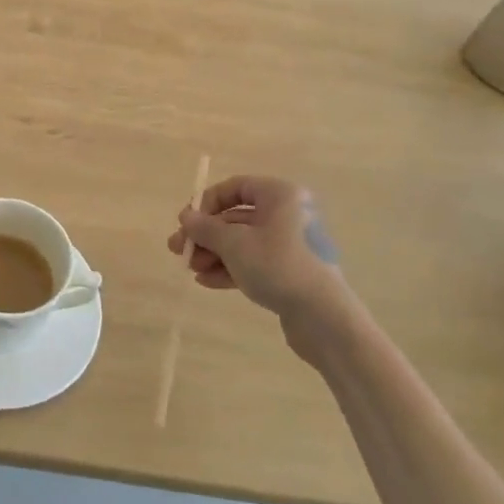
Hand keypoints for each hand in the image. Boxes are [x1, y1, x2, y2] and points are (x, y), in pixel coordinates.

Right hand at [167, 175, 354, 367]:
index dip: (207, 202)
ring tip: (191, 269)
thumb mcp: (233, 244)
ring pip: (243, 242)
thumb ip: (205, 228)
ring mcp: (291, 245)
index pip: (236, 187)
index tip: (187, 222)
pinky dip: (231, 268)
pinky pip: (255, 262)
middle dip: (205, 235)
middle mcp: (288, 214)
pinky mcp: (292, 271)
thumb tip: (186, 216)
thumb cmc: (277, 265)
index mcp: (280, 196)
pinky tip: (207, 282)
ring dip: (214, 253)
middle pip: (237, 217)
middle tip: (180, 250)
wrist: (324, 317)